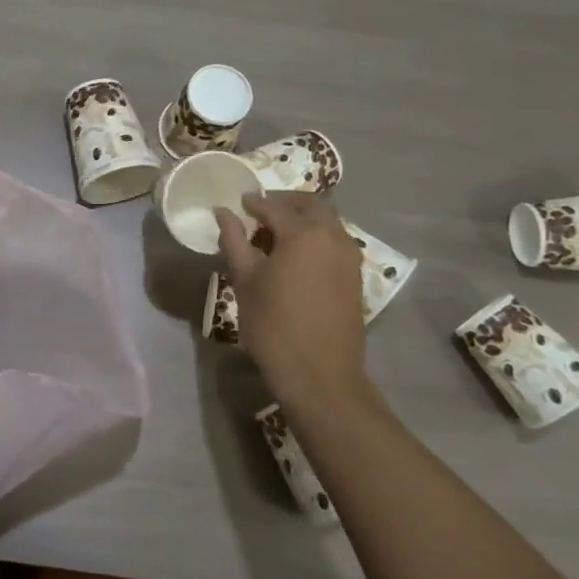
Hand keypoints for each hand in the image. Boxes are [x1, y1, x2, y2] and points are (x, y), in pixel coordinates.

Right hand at [215, 192, 377, 419]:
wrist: (319, 375)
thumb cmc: (273, 325)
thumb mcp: (245, 281)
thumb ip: (234, 240)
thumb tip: (222, 211)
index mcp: (304, 233)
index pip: (274, 206)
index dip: (253, 203)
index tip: (238, 205)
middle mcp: (333, 236)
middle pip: (311, 205)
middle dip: (285, 202)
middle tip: (260, 212)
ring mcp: (350, 256)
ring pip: (328, 221)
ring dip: (303, 218)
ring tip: (276, 235)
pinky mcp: (356, 276)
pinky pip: (335, 241)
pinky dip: (316, 237)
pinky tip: (296, 256)